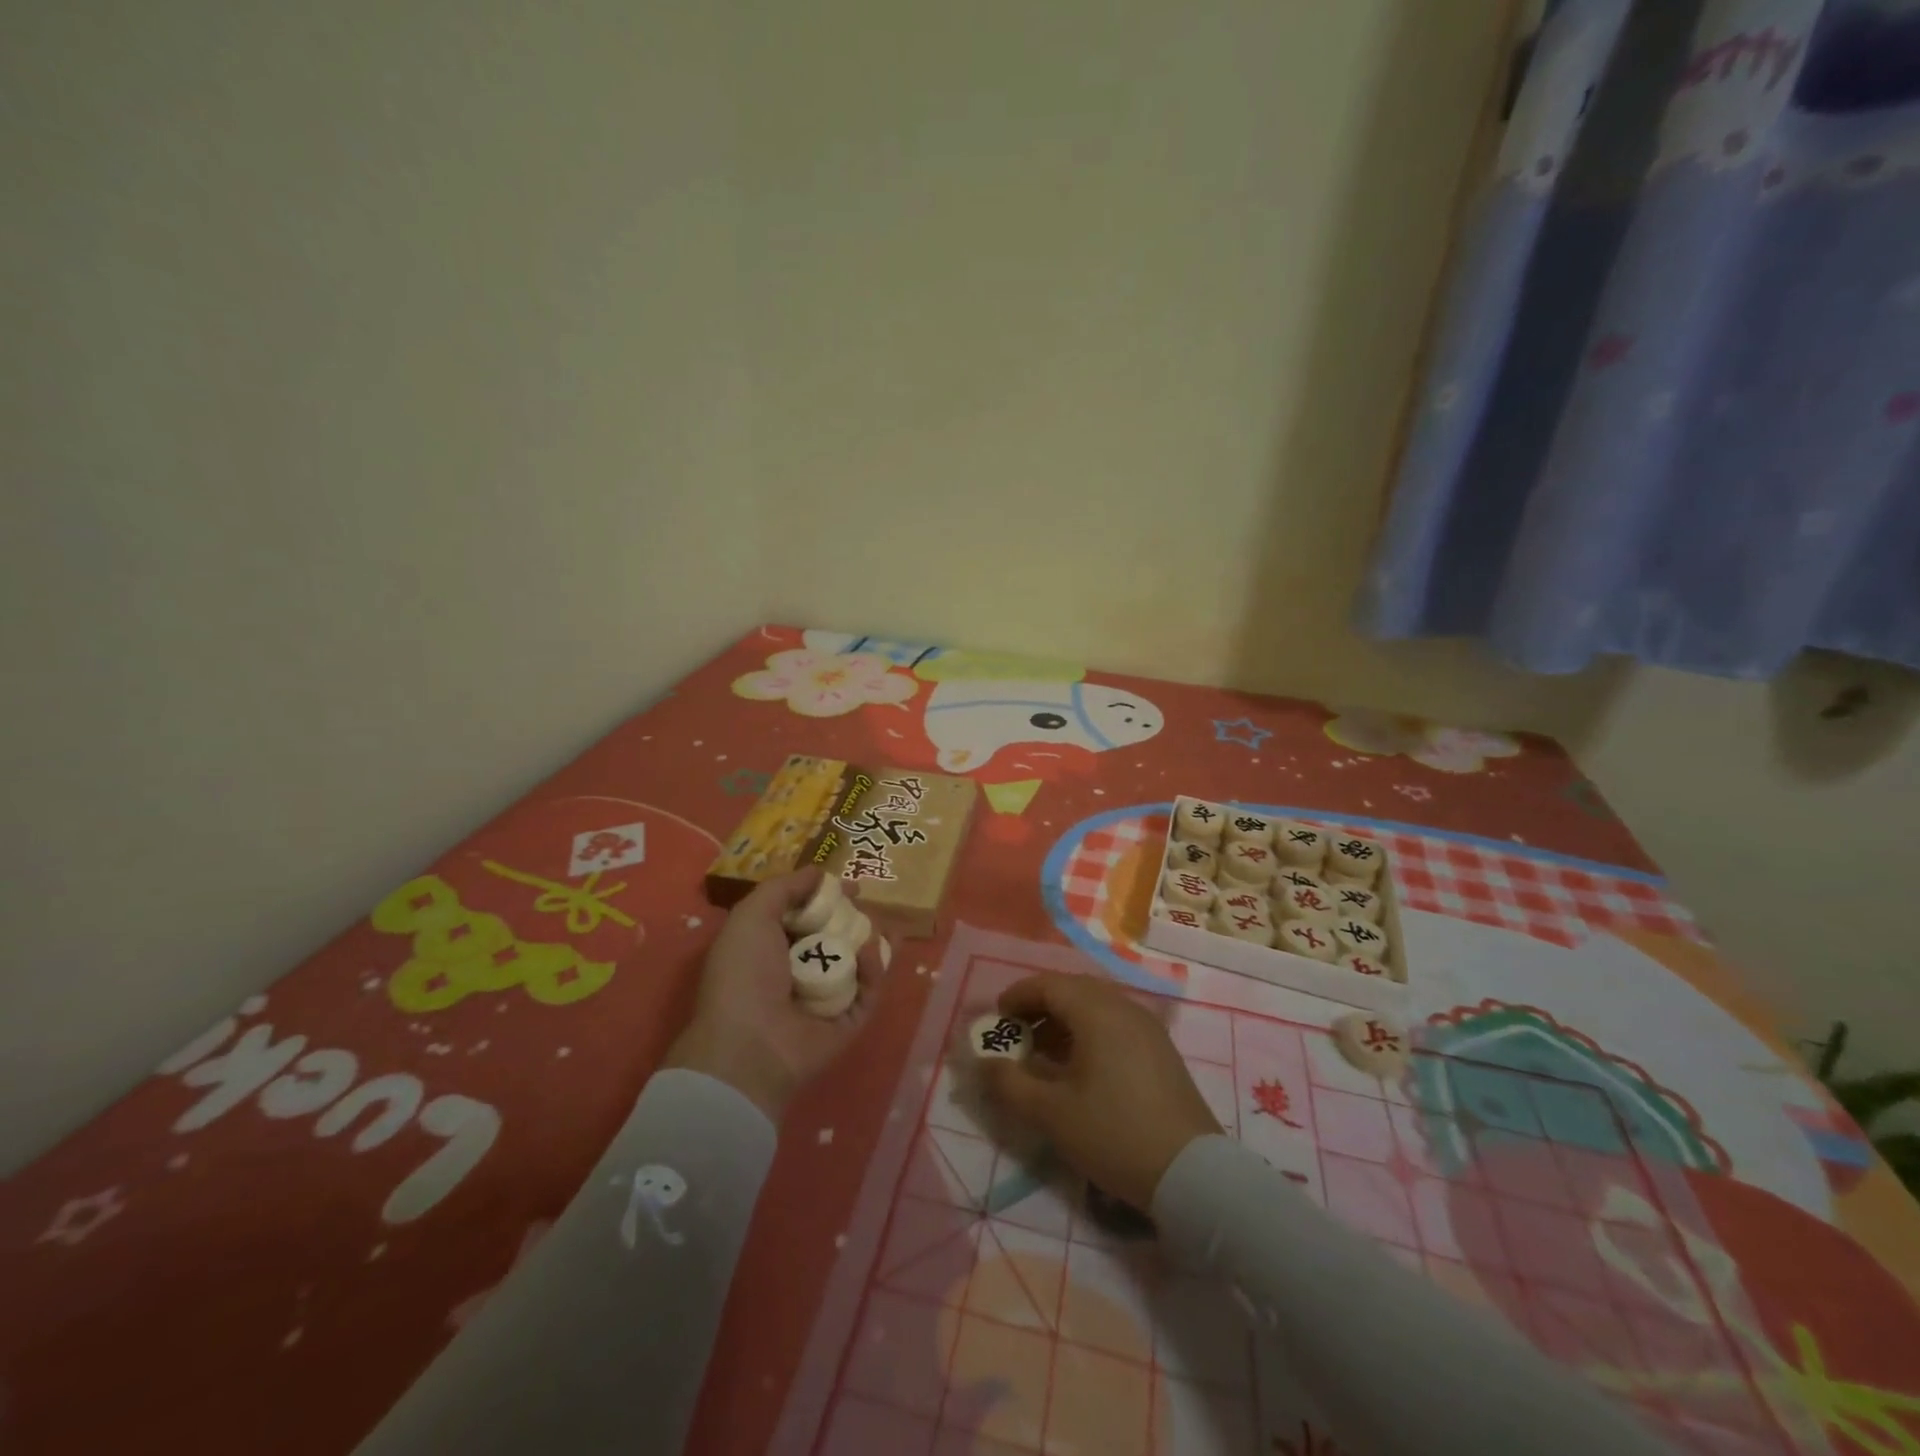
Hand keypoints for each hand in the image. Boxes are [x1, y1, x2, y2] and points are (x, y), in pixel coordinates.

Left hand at [663, 868, 889, 1122]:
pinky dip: (873, 969)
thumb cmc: (744, 974)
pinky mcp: (849, 1021)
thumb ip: (785, 887)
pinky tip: (871, 951)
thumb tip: (819, 872)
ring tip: (879, 925)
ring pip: (858, 961)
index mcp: (770, 948)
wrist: (750, 1044)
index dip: (828, 898)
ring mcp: (825, 998)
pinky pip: (868, 990)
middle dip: (854, 918)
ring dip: (871, 940)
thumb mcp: (752, 916)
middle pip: (836, 936)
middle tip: (867, 906)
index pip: (806, 917)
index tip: (850, 886)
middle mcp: (798, 972)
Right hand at [980, 973, 1219, 1208]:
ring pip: (1095, 1006)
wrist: (1192, 1173)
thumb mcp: (1052, 1113)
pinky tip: (1079, 1067)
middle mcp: (1124, 1007)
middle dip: (1039, 1007)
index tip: (996, 1019)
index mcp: (1097, 1011)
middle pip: (1073, 990)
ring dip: (1064, 1021)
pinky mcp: (1160, 1049)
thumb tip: (983, 1064)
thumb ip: (1010, 1084)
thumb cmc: (1115, 1134)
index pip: (1049, 984)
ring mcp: (1147, 1027)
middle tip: (1016, 1035)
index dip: (1018, 996)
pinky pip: (1115, 1023)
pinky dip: (1088, 1032)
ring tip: (1042, 1054)